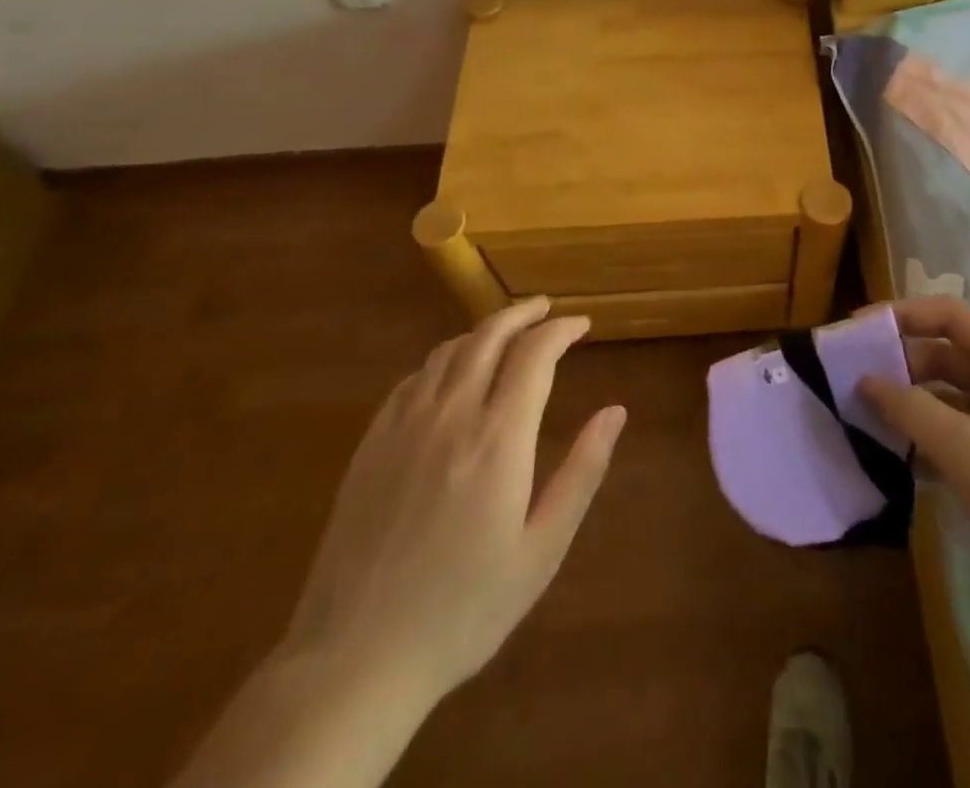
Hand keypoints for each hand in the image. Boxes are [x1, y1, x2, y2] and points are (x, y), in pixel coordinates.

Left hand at [281, 299, 625, 709]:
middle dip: (523, 314)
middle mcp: (451, 415)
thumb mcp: (541, 550)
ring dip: (483, 332)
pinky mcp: (371, 444)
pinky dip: (442, 361)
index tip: (582, 325)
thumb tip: (615, 412)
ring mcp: (404, 426)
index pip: (534, 354)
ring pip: (448, 351)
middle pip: (489, 336)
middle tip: (546, 309)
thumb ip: (582, 472)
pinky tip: (450, 374)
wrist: (354, 660)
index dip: (561, 330)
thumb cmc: (464, 609)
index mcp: (499, 438)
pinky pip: (412, 380)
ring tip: (505, 334)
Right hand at [859, 297, 969, 647]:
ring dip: (911, 403)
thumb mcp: (963, 450)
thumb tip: (863, 380)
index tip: (854, 330)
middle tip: (851, 381)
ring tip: (865, 417)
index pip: (948, 315)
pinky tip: (897, 456)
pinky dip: (929, 436)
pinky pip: (961, 430)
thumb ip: (908, 408)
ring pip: (951, 395)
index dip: (900, 315)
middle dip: (900, 364)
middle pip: (947, 354)